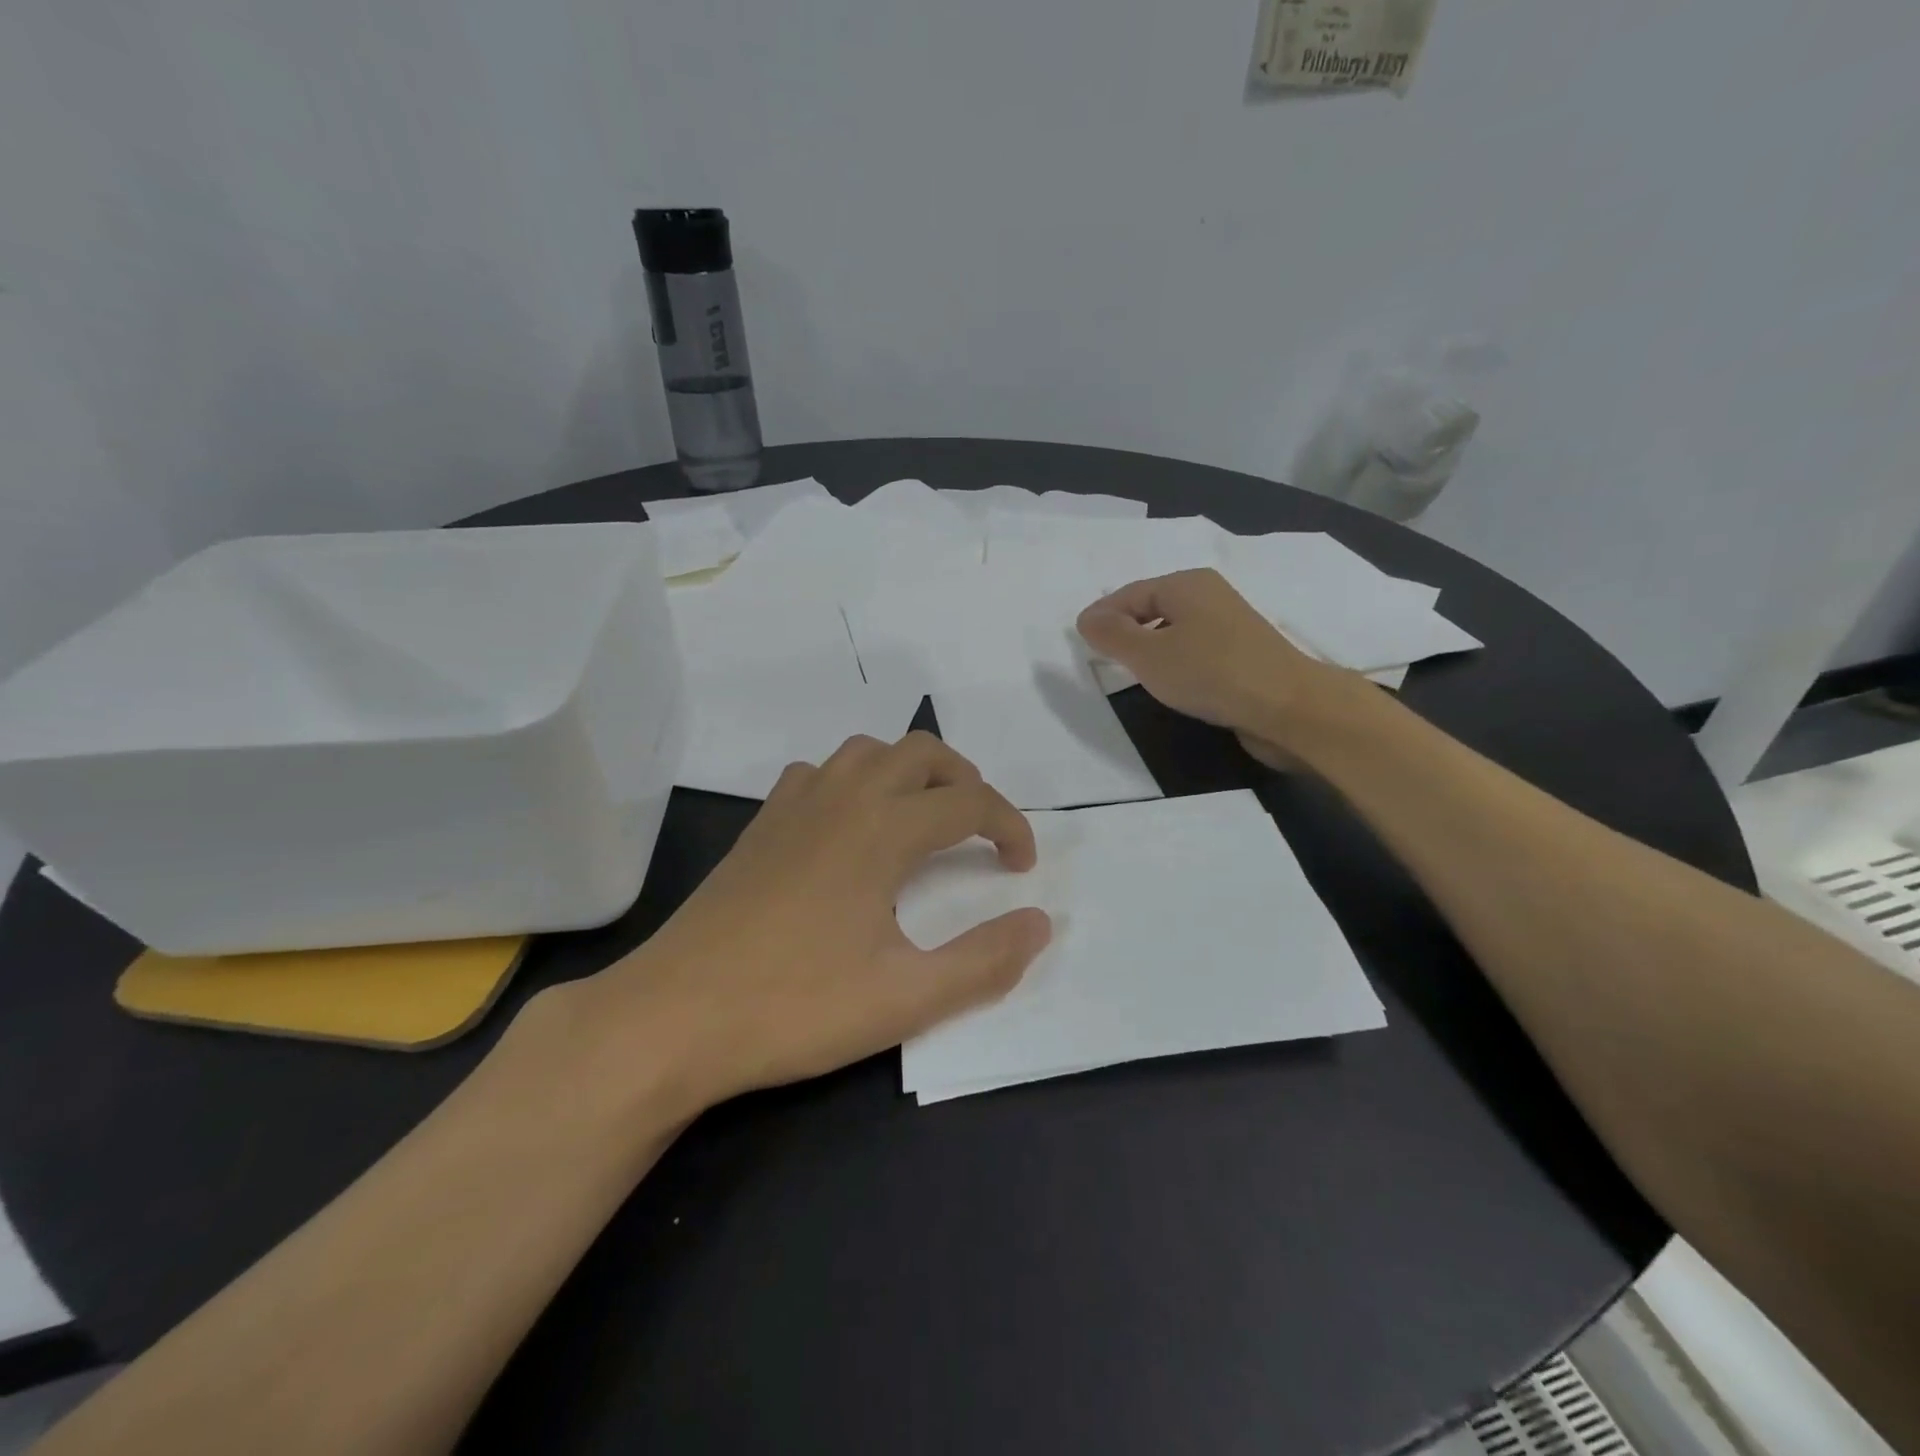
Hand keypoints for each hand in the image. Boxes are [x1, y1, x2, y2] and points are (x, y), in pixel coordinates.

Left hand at [577, 733, 1050, 1114]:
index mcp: (882, 829)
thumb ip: (984, 961)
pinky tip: (850, 826)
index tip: (1021, 868)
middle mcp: (842, 797)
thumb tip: (1040, 922)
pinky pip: (820, 772)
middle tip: (981, 831)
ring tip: (924, 819)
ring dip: (910, 772)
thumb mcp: (905, 998)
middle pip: (922, 753)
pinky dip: (853, 781)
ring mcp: (794, 805)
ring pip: (868, 751)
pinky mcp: (760, 824)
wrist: (672, 1016)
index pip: (969, 801)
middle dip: (966, 781)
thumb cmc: (793, 1006)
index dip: (1009, 826)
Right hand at [1076, 569, 1345, 764]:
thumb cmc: (1211, 673)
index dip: (1103, 615)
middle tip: (1102, 657)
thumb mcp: (1149, 656)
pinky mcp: (1242, 653)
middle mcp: (1209, 595)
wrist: (1288, 707)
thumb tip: (1087, 618)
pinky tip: (1171, 682)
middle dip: (1126, 629)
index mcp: (1186, 584)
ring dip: (1150, 647)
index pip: (1130, 593)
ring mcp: (1229, 624)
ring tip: (1132, 672)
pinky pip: (1194, 648)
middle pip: (1153, 607)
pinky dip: (1175, 660)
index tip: (1081, 641)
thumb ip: (1112, 635)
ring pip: (1174, 629)